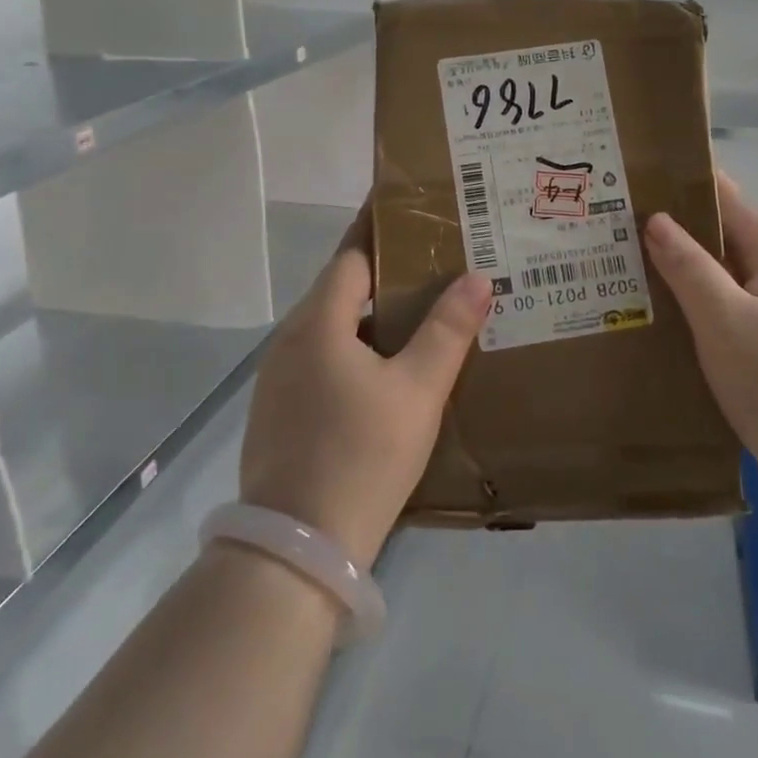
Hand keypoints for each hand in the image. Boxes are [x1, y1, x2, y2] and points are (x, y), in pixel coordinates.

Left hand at [240, 208, 490, 568]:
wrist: (296, 550)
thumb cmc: (361, 456)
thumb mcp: (417, 390)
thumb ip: (447, 330)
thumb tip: (477, 277)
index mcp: (318, 322)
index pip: (352, 254)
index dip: (382, 227)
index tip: (414, 206)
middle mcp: (290, 340)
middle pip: (342, 287)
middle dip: (387, 271)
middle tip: (438, 262)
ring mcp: (279, 378)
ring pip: (334, 327)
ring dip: (374, 314)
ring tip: (424, 311)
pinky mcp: (281, 411)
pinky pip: (324, 359)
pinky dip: (358, 349)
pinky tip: (391, 368)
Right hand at [644, 173, 757, 482]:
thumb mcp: (725, 318)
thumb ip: (690, 269)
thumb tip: (656, 220)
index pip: (740, 212)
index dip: (711, 187)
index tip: (673, 167)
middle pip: (732, 247)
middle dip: (690, 229)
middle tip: (638, 220)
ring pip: (727, 286)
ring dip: (691, 272)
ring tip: (642, 266)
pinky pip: (726, 320)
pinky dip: (698, 311)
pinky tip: (671, 324)